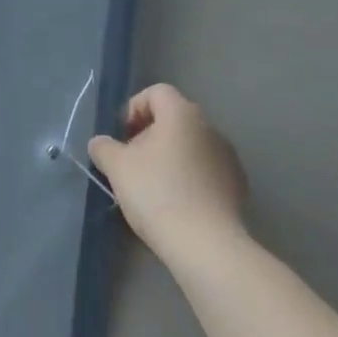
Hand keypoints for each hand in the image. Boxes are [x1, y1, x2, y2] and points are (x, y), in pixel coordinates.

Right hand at [88, 83, 247, 260]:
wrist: (206, 244)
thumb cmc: (157, 193)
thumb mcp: (118, 168)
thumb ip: (104, 148)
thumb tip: (100, 143)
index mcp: (181, 113)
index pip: (156, 92)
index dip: (134, 108)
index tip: (123, 137)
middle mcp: (209, 126)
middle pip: (174, 118)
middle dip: (150, 135)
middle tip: (133, 163)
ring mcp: (228, 155)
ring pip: (191, 144)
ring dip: (171, 156)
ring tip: (154, 186)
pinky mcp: (237, 184)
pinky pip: (206, 169)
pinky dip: (191, 177)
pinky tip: (179, 203)